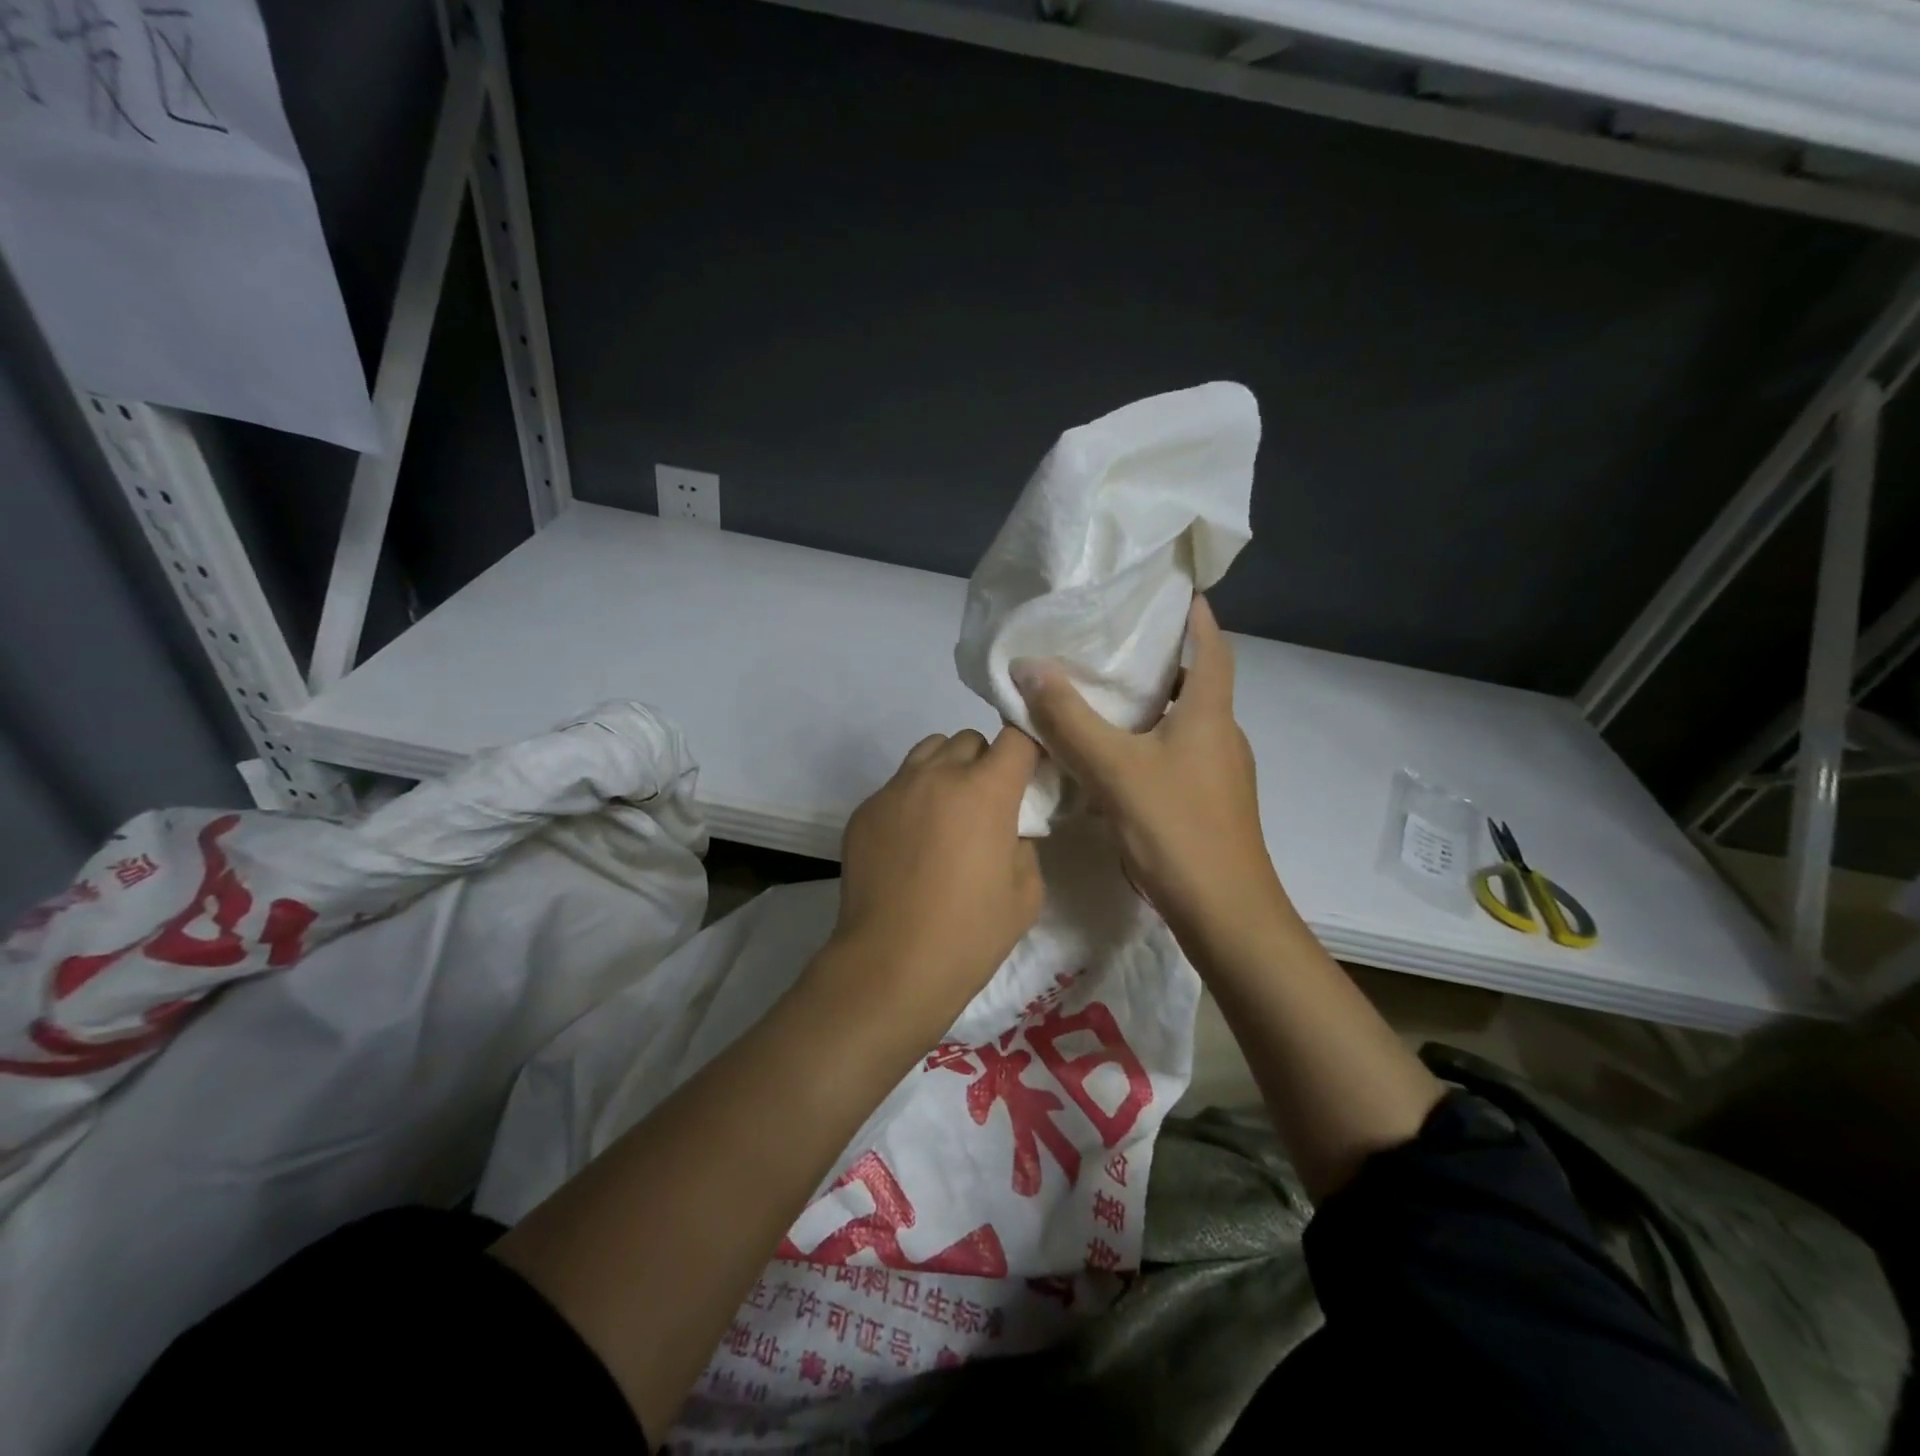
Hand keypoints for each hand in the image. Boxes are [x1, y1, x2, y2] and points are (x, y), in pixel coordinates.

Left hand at [827, 726, 1043, 1037]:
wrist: (891, 965)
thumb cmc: (970, 933)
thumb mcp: (1026, 892)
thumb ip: (1026, 843)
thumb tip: (1010, 827)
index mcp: (986, 790)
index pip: (1015, 737)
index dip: (1028, 751)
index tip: (1031, 776)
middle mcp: (937, 775)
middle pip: (969, 739)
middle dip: (986, 762)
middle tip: (987, 805)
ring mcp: (895, 790)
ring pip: (928, 751)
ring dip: (946, 770)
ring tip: (947, 815)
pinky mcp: (864, 811)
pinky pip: (897, 786)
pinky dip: (912, 799)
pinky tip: (910, 844)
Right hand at [1011, 596, 1285, 942]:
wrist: (1225, 915)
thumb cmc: (1176, 829)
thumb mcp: (1114, 768)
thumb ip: (1069, 718)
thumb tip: (1028, 665)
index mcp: (1211, 715)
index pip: (1213, 647)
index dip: (1198, 616)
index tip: (1173, 591)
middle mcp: (1223, 737)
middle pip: (1198, 685)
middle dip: (1161, 662)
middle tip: (1112, 646)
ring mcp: (1220, 775)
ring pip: (1185, 725)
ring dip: (1152, 707)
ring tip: (1102, 699)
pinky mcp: (1209, 806)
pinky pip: (1176, 758)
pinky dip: (1148, 745)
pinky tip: (1112, 761)